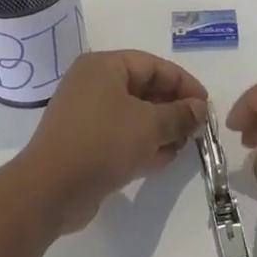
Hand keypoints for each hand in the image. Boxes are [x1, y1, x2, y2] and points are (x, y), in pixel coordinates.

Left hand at [18, 50, 207, 233]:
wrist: (50, 190)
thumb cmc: (102, 143)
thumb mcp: (149, 126)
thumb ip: (179, 115)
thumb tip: (199, 109)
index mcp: (103, 67)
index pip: (152, 65)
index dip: (183, 83)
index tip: (206, 105)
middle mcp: (93, 85)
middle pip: (143, 89)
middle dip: (173, 108)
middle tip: (197, 128)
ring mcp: (87, 116)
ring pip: (134, 116)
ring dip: (161, 129)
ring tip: (185, 145)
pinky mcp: (86, 144)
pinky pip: (121, 137)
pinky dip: (143, 145)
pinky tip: (165, 160)